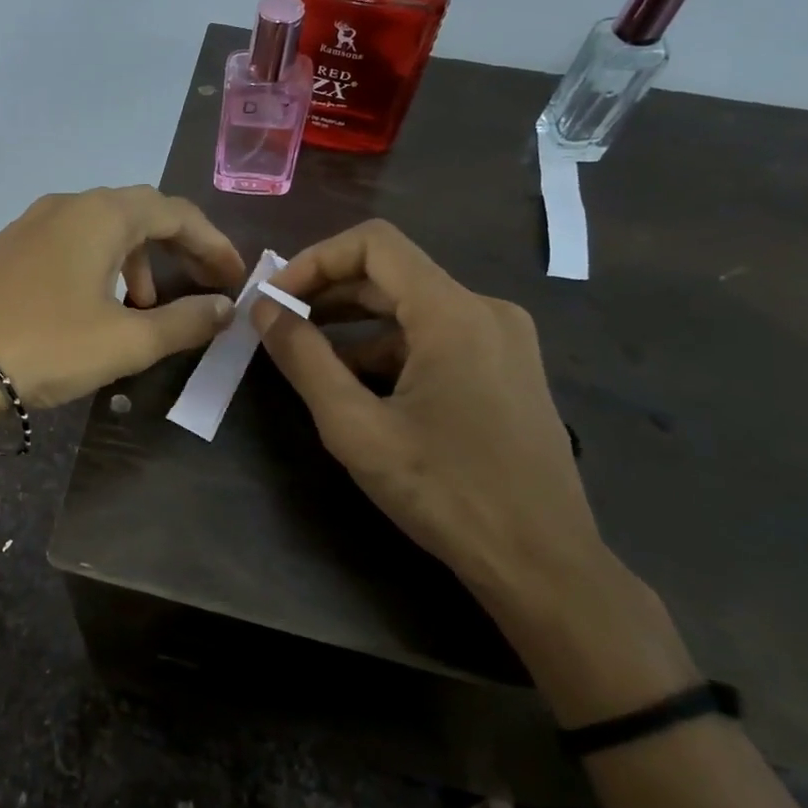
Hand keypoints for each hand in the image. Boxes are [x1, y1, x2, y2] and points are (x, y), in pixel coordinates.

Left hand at [0, 186, 246, 409]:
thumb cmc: (48, 346)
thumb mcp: (126, 341)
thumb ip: (183, 322)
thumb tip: (224, 308)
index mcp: (101, 215)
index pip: (175, 212)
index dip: (212, 242)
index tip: (233, 277)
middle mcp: (65, 206)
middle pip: (137, 213)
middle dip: (176, 246)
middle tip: (199, 282)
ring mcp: (27, 225)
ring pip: (98, 229)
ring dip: (133, 260)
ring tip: (143, 305)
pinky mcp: (2, 250)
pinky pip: (65, 244)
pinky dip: (95, 266)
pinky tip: (89, 306)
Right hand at [253, 220, 606, 603]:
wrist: (542, 564)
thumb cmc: (445, 492)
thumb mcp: (356, 428)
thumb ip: (304, 359)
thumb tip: (264, 310)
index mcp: (454, 312)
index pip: (374, 243)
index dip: (314, 260)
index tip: (275, 299)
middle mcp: (485, 310)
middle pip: (392, 274)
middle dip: (327, 293)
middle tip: (279, 325)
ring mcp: (503, 340)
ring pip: (412, 308)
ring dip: (355, 325)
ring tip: (309, 359)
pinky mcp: (507, 369)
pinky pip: (436, 338)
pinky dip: (389, 350)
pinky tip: (359, 388)